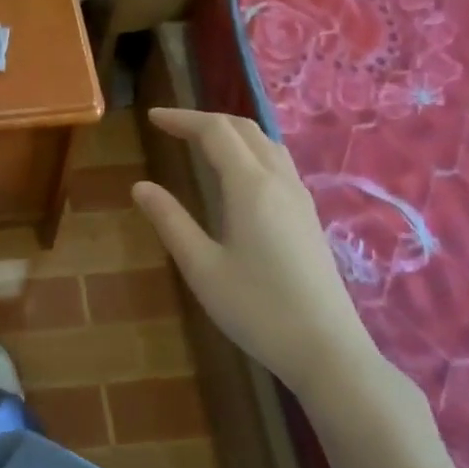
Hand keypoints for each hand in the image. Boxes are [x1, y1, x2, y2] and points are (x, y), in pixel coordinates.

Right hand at [132, 108, 387, 400]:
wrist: (327, 350)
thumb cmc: (256, 308)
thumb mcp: (201, 266)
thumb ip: (170, 221)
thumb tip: (141, 186)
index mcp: (250, 186)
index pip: (215, 131)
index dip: (182, 119)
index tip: (152, 118)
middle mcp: (279, 181)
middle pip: (244, 129)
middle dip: (205, 120)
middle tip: (171, 127)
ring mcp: (300, 198)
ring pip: (266, 143)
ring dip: (231, 132)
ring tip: (201, 141)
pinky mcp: (309, 216)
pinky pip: (278, 162)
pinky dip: (250, 149)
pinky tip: (238, 173)